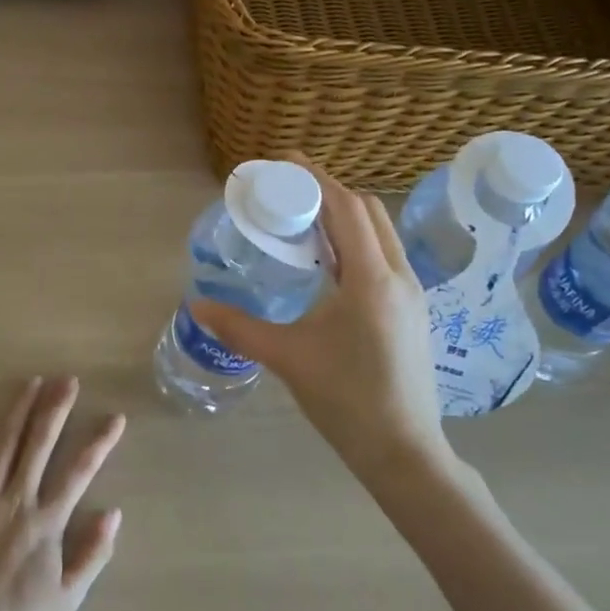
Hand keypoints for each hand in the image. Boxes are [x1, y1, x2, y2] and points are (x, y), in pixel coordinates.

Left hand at [0, 377, 125, 610]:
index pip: (80, 471)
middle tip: (68, 379)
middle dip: (56, 407)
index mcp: (46, 521)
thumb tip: (114, 513)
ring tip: (30, 382)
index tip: (115, 417)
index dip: (100, 441)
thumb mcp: (67, 599)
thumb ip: (93, 554)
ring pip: (2, 442)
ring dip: (18, 409)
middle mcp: (16, 499)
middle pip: (39, 443)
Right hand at [189, 159, 449, 476]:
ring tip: (306, 222)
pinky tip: (331, 263)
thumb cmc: (345, 400)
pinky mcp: (413, 309)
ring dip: (346, 216)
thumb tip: (196, 305)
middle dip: (329, 192)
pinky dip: (358, 241)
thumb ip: (239, 326)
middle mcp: (399, 275)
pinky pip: (385, 255)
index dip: (317, 178)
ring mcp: (412, 293)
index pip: (346, 208)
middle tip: (289, 192)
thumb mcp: (287, 358)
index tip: (286, 160)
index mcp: (371, 279)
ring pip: (381, 232)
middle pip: (368, 211)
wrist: (403, 450)